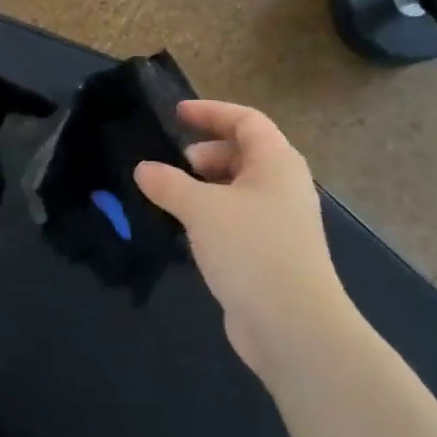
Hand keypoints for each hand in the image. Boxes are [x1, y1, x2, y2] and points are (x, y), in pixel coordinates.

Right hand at [134, 100, 353, 378]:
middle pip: (244, 153)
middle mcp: (283, 186)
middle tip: (173, 165)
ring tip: (171, 199)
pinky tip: (187, 231)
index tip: (175, 114)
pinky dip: (211, 215)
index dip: (211, 112)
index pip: (246, 120)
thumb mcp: (201, 209)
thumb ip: (169, 184)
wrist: (292, 324)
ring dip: (205, 187)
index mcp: (277, 163)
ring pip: (238, 189)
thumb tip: (144, 169)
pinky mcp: (270, 252)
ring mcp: (279, 221)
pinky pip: (237, 218)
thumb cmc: (251, 250)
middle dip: (206, 153)